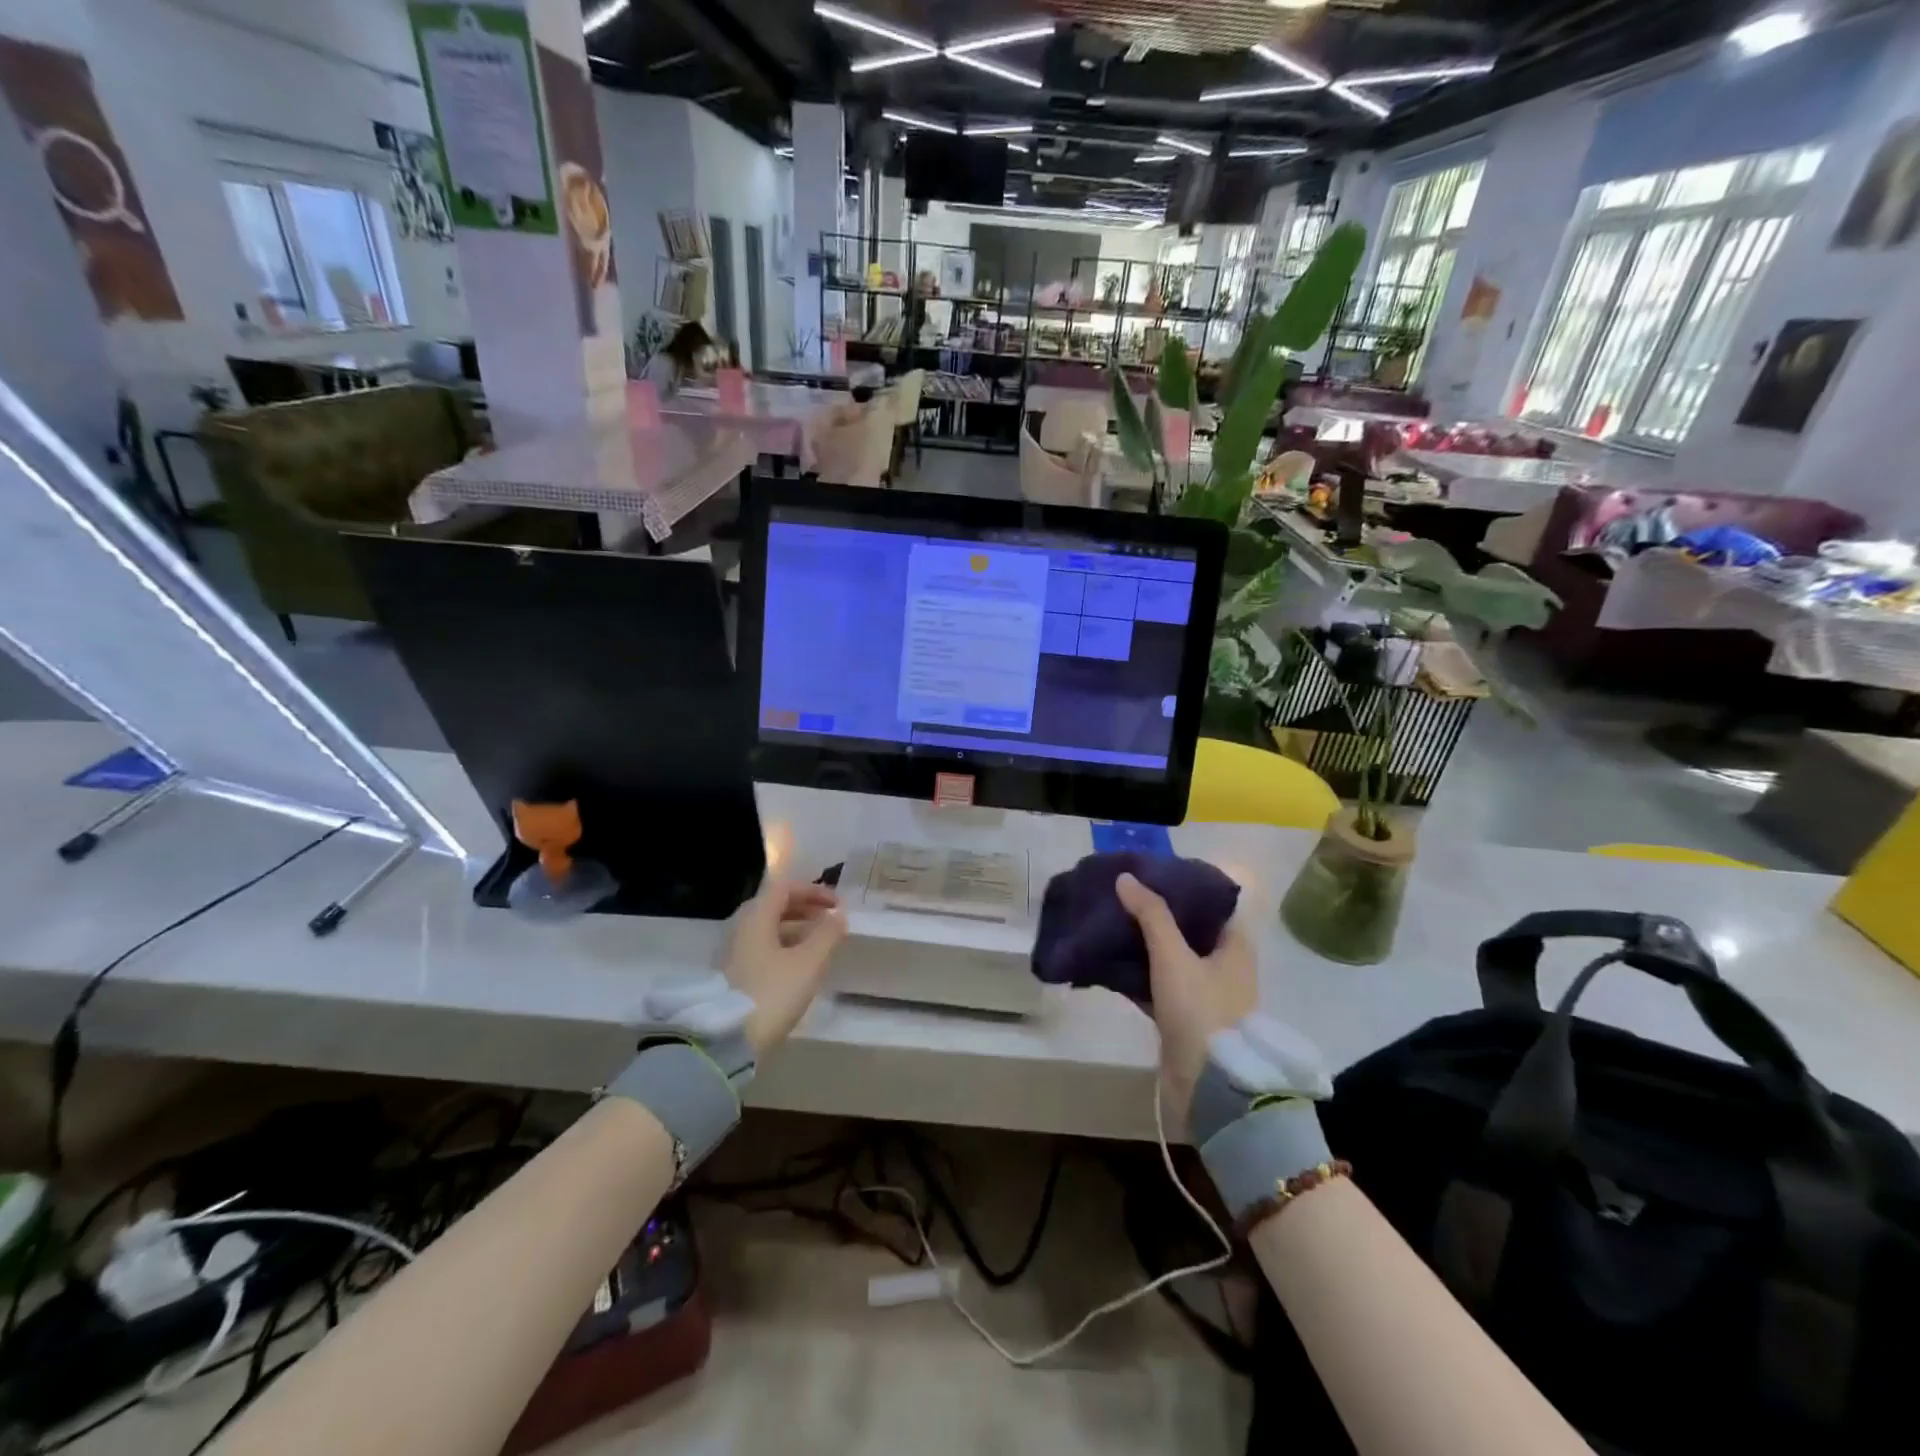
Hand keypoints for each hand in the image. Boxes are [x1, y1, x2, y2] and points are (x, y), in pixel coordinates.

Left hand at [725, 880, 847, 1056]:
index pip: (785, 888)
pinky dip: (785, 948)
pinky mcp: (734, 976)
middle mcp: (741, 929)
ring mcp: (734, 954)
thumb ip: (827, 935)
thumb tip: (838, 916)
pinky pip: (763, 949)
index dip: (814, 890)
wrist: (727, 1042)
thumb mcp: (808, 963)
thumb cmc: (772, 994)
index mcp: (756, 918)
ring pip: (769, 930)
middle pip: (775, 907)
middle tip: (830, 921)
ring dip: (797, 930)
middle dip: (806, 909)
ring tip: (821, 945)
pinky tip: (800, 967)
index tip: (837, 905)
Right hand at [1115, 871, 1257, 1124]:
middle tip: (1123, 894)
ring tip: (1111, 920)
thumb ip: (1151, 915)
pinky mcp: (1183, 1017)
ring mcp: (1203, 994)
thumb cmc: (1201, 1011)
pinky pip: (1157, 984)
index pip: (1213, 903)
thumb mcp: (1174, 956)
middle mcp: (1224, 966)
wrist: (1209, 1087)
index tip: (1152, 872)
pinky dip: (1137, 973)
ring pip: (1170, 957)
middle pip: (1189, 929)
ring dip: (1144, 942)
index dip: (1185, 885)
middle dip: (1157, 912)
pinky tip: (1108, 961)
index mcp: (1235, 946)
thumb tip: (1126, 878)